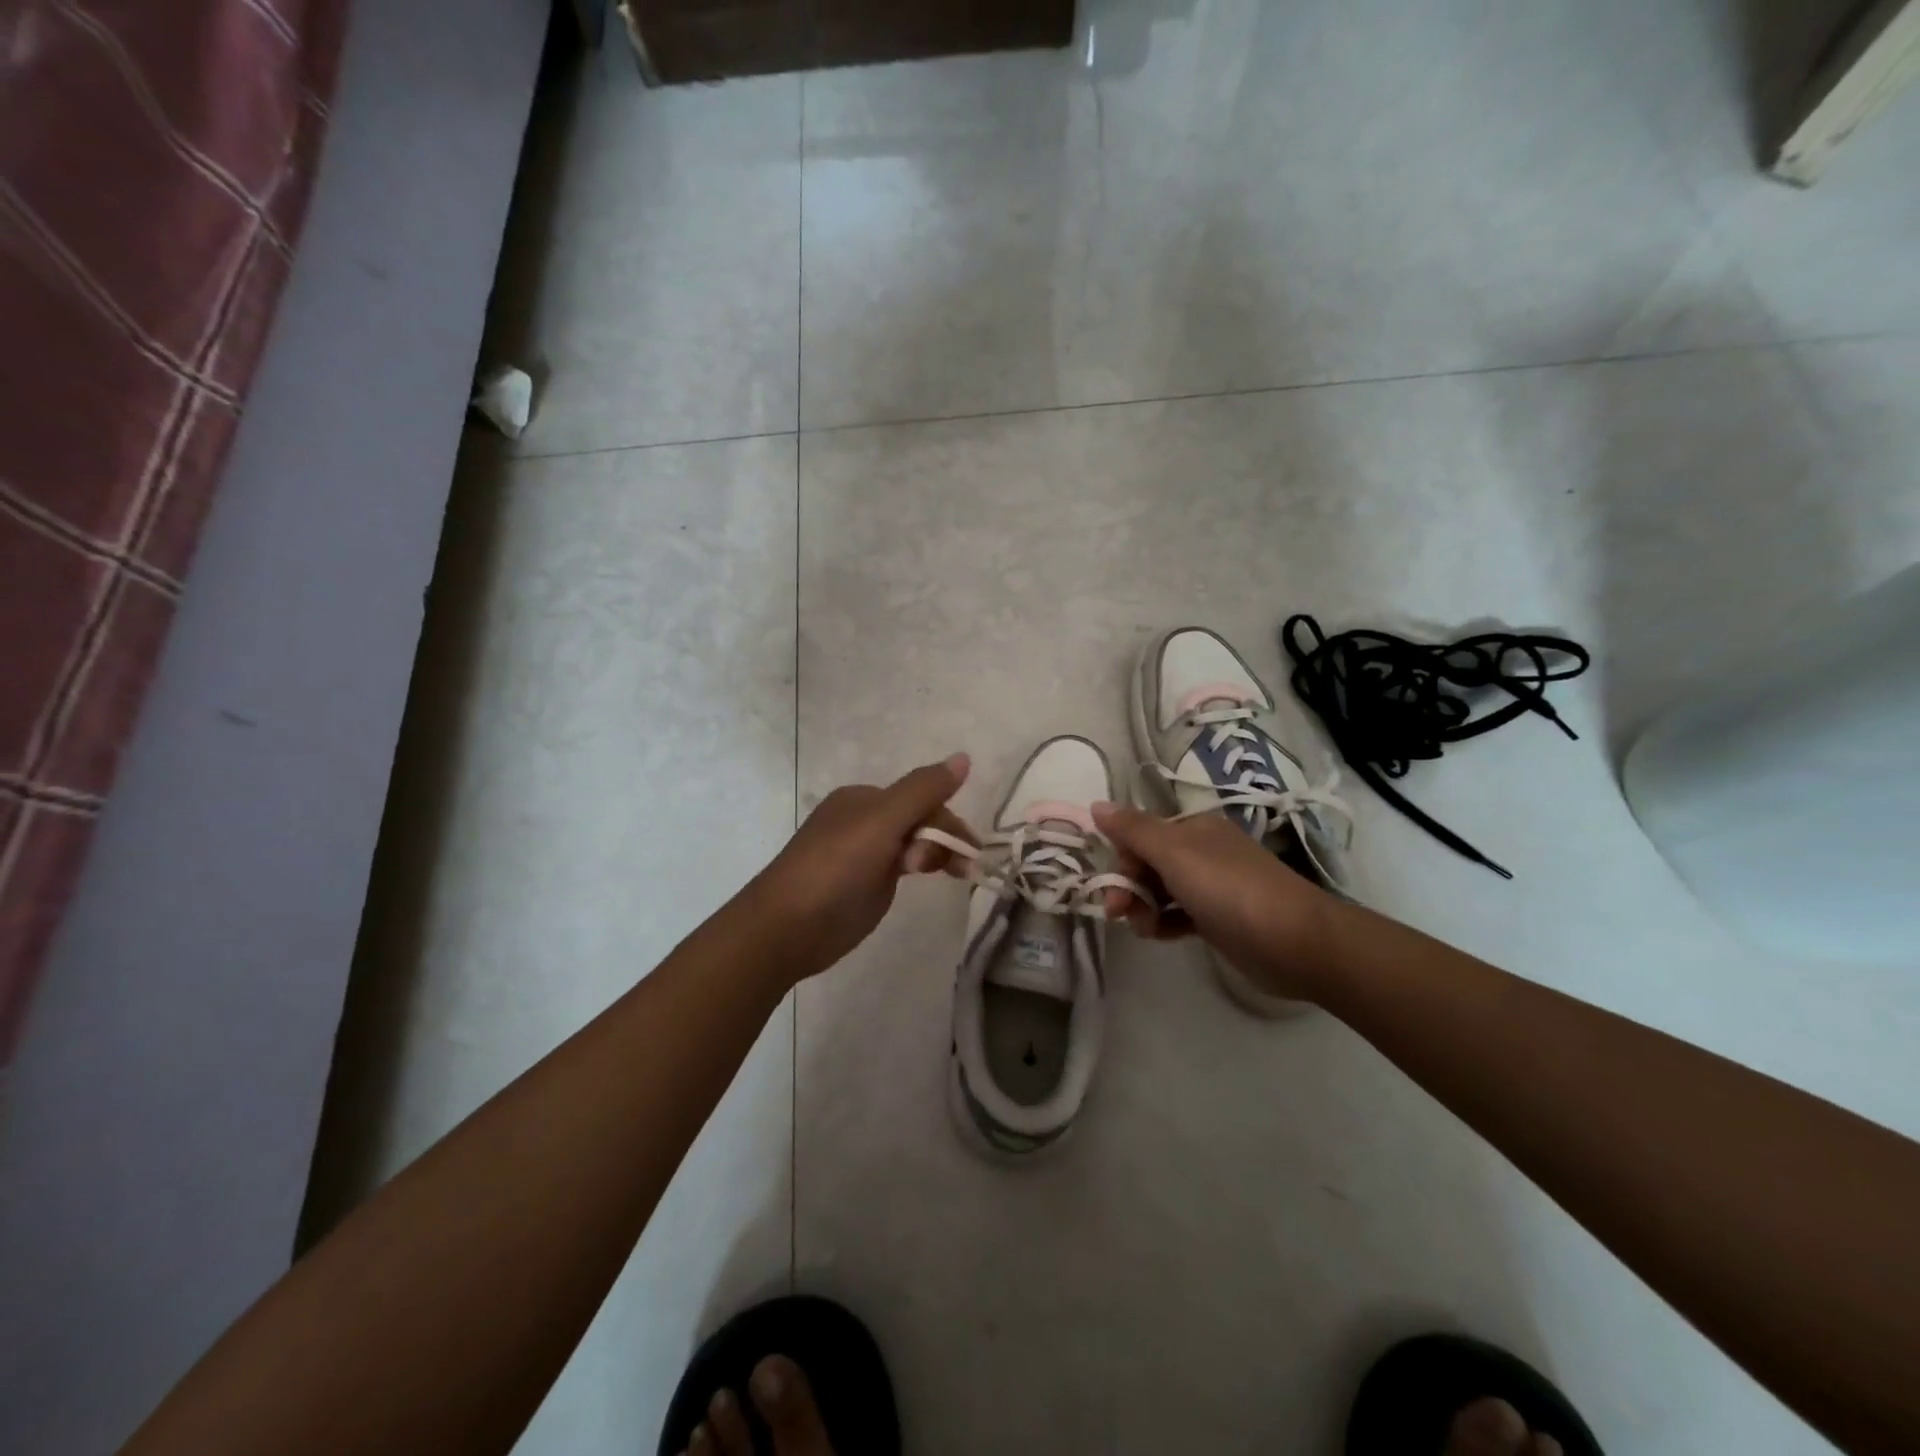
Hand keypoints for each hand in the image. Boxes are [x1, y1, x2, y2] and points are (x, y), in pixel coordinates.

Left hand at [745, 753, 973, 981]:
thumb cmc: (834, 868)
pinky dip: (922, 868)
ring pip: (914, 843)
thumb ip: (923, 790)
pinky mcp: (867, 884)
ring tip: (950, 876)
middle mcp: (865, 821)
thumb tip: (963, 756)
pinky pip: (903, 866)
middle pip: (920, 820)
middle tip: (959, 869)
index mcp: (864, 799)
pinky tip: (927, 878)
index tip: (968, 851)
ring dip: (936, 855)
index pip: (921, 798)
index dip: (948, 821)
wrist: (787, 928)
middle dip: (943, 840)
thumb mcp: (881, 822)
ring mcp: (865, 854)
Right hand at [1091, 799, 1339, 1002]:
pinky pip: (1179, 915)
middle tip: (1120, 914)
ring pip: (1161, 891)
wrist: (1295, 941)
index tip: (1112, 888)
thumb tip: (1095, 804)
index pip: (1140, 835)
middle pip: (1148, 864)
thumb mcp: (1174, 853)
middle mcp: (1202, 852)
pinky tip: (1159, 936)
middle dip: (1129, 887)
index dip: (1121, 860)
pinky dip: (1164, 923)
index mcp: (1193, 829)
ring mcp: (1213, 887)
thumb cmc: (1229, 889)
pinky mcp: (1219, 920)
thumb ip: (1132, 830)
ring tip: (1146, 930)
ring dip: (1144, 908)